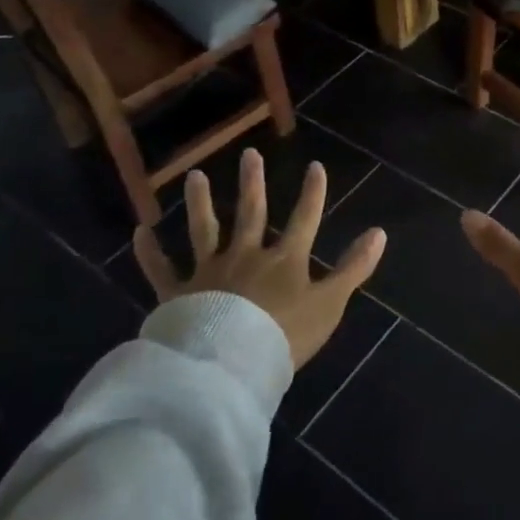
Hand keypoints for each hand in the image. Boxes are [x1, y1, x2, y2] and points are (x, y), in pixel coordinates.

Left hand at [131, 147, 386, 368]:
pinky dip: (149, 252)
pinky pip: (160, 270)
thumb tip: (379, 232)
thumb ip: (353, 268)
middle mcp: (245, 255)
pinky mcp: (178, 293)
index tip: (315, 166)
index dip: (312, 193)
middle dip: (253, 183)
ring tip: (195, 176)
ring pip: (204, 230)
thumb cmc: (285, 335)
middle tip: (249, 154)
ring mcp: (209, 272)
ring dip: (201, 202)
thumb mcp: (329, 303)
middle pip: (251, 213)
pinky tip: (139, 232)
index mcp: (283, 260)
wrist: (230, 364)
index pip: (304, 219)